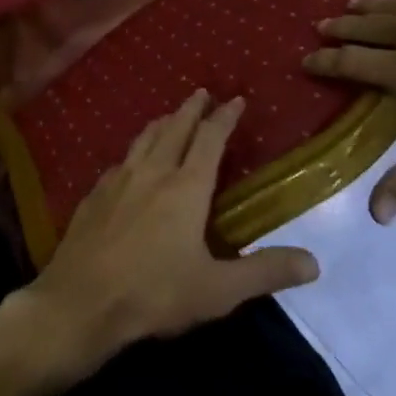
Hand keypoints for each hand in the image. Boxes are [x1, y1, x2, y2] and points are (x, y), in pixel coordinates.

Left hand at [11, 91, 320, 382]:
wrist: (80, 302)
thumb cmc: (154, 293)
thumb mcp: (218, 290)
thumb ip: (265, 273)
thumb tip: (314, 263)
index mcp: (186, 187)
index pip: (210, 139)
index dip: (224, 117)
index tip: (235, 99)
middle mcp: (153, 172)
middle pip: (175, 128)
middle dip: (191, 109)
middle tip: (201, 92)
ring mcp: (119, 180)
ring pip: (144, 139)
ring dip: (161, 123)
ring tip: (169, 116)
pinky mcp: (94, 195)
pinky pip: (120, 162)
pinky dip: (134, 152)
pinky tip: (130, 163)